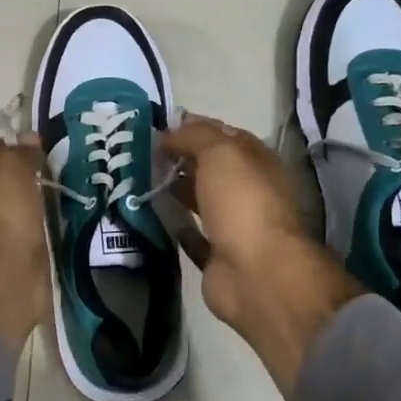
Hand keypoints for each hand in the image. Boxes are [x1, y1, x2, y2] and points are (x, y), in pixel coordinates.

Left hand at [0, 138, 48, 352]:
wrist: (2, 282)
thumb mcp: (7, 167)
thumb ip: (18, 150)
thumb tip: (29, 138)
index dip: (10, 144)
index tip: (39, 144)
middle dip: (25, 172)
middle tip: (55, 165)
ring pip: (14, 205)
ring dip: (35, 198)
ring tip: (62, 186)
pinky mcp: (8, 257)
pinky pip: (27, 229)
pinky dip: (41, 222)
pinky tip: (58, 214)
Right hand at [160, 115, 364, 400]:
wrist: (257, 273)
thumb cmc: (243, 203)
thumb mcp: (221, 153)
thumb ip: (195, 136)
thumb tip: (169, 132)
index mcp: (258, 163)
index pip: (225, 136)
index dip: (195, 128)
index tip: (160, 126)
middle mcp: (250, 192)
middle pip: (212, 169)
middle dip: (182, 158)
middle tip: (143, 152)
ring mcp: (235, 226)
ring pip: (202, 200)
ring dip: (177, 189)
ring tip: (142, 178)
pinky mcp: (218, 257)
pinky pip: (194, 236)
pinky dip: (177, 225)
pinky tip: (154, 214)